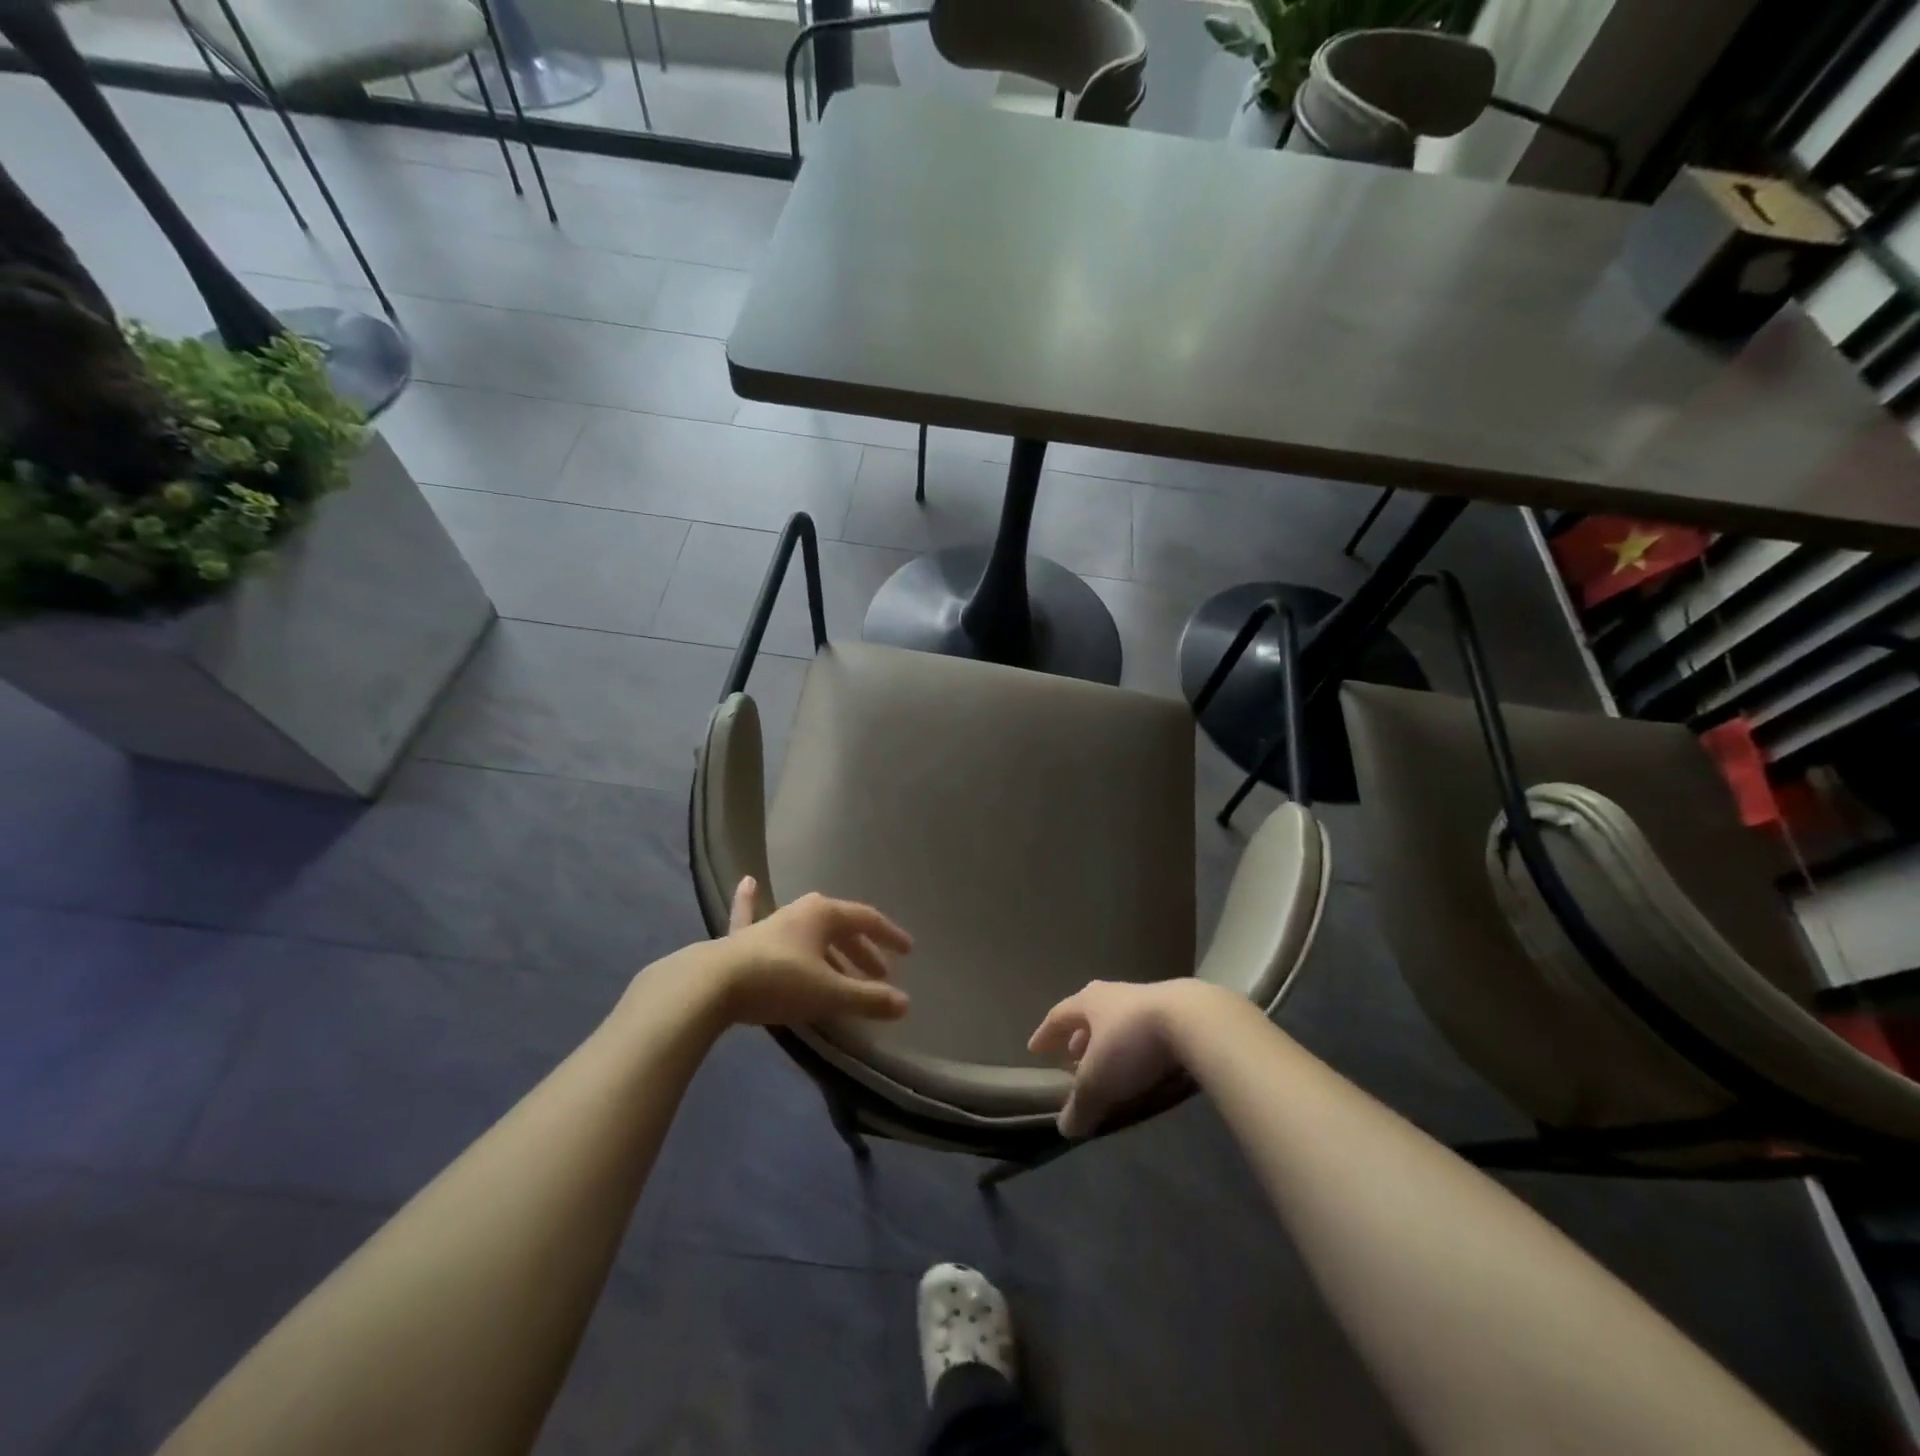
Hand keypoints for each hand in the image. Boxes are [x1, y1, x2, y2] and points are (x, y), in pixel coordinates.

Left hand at [709, 877, 912, 1026]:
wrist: (712, 984)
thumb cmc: (779, 982)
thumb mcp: (829, 993)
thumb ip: (868, 998)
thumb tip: (905, 1003)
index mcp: (824, 915)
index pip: (867, 920)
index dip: (889, 936)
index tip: (907, 952)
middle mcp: (800, 911)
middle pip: (840, 927)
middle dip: (862, 951)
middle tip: (879, 975)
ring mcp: (769, 923)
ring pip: (808, 932)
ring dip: (829, 949)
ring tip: (844, 969)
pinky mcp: (741, 939)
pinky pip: (751, 916)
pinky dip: (751, 901)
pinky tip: (748, 881)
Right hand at [1029, 979, 1226, 1137]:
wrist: (1194, 1021)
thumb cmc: (1132, 1044)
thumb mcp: (1099, 1081)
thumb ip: (1080, 1105)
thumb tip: (1065, 1128)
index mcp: (1089, 1002)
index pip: (1058, 1016)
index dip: (1046, 1034)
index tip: (1035, 1049)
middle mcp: (1114, 995)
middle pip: (1089, 1014)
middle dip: (1079, 1037)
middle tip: (1072, 1056)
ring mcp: (1147, 999)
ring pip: (1119, 1020)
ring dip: (1109, 1042)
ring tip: (1108, 1063)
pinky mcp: (1177, 1011)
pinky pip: (1146, 1029)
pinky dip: (1137, 1046)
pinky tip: (1143, 1063)